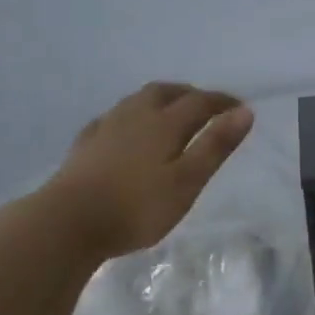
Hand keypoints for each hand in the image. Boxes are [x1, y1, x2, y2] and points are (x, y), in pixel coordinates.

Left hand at [47, 82, 254, 256]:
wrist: (69, 222)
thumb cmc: (138, 207)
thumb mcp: (187, 181)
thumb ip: (215, 146)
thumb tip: (245, 112)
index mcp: (164, 124)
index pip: (199, 102)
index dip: (222, 102)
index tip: (240, 108)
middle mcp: (135, 116)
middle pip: (165, 93)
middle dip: (189, 94)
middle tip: (206, 106)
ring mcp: (106, 128)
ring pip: (137, 101)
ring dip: (160, 100)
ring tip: (171, 113)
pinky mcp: (85, 144)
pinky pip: (113, 119)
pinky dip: (131, 117)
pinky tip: (127, 130)